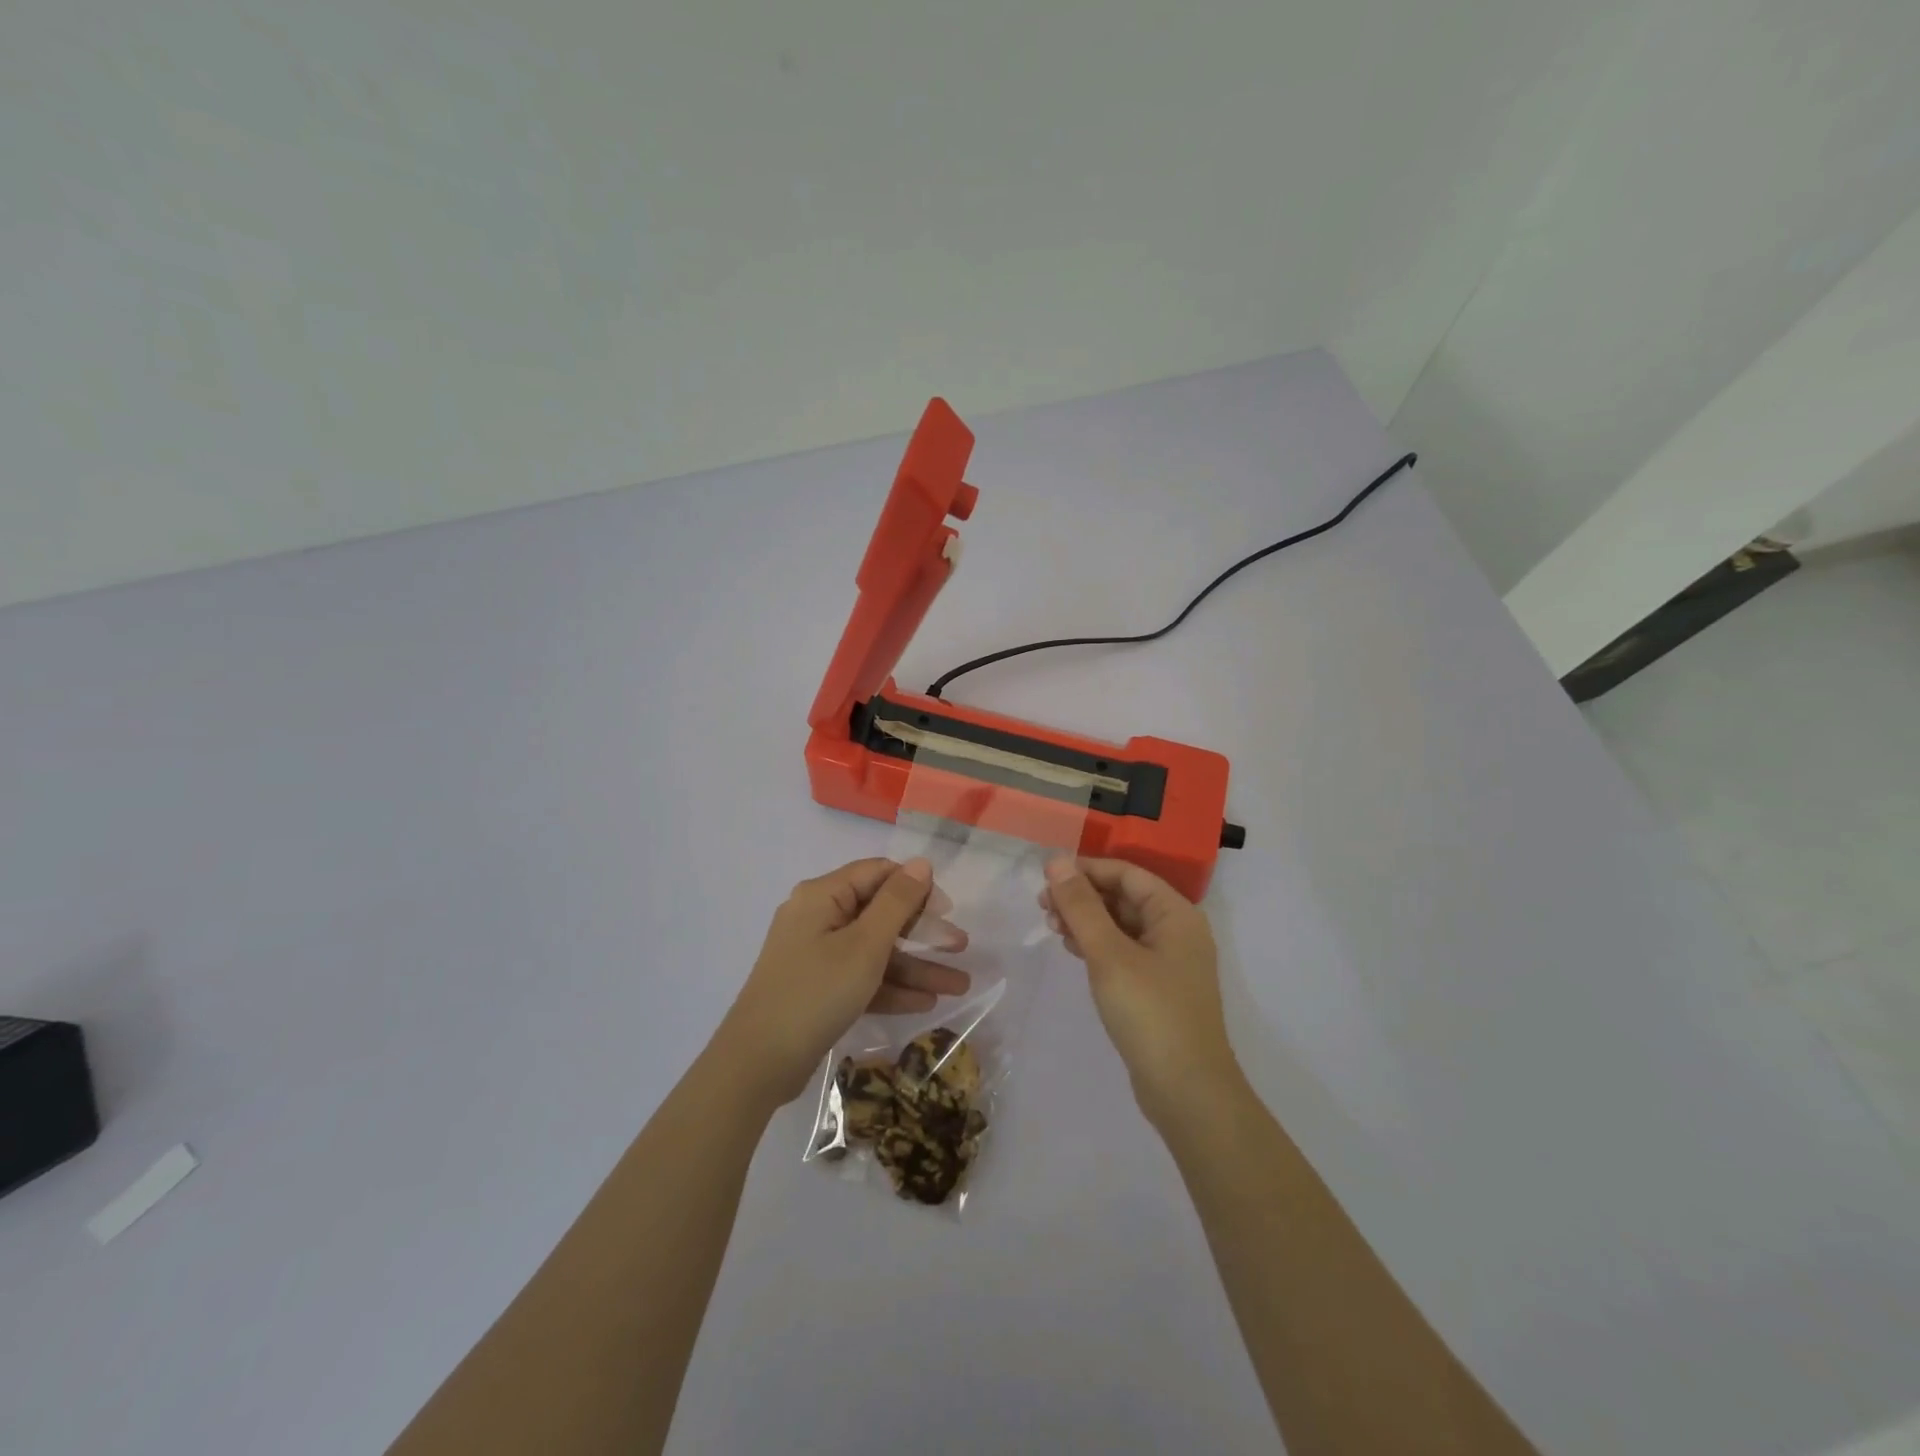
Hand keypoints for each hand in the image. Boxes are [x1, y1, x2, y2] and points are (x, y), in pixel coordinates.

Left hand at [714, 858, 969, 1108]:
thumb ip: (897, 903)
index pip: (878, 873)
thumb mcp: (865, 946)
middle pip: (879, 914)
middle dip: (923, 934)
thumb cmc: (816, 993)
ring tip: (958, 987)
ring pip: (875, 951)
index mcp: (823, 895)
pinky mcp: (817, 988)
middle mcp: (818, 917)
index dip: (916, 888)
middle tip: (961, 949)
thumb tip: (921, 863)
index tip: (948, 912)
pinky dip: (890, 987)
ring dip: (915, 967)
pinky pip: (860, 977)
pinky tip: (925, 1003)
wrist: (757, 1064)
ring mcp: (815, 955)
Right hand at [1041, 857, 1242, 1129]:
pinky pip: (1123, 950)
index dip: (1086, 869)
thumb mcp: (1109, 954)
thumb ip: (1081, 906)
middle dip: (1083, 896)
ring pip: (1121, 924)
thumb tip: (1057, 860)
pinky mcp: (1158, 987)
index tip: (1046, 877)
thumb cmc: (1150, 1013)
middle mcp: (1177, 930)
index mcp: (1176, 913)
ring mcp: (1169, 961)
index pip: (1127, 873)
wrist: (1188, 1092)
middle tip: (1042, 906)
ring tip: (1051, 927)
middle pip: (1124, 897)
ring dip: (1086, 920)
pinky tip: (1072, 949)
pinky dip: (1097, 945)